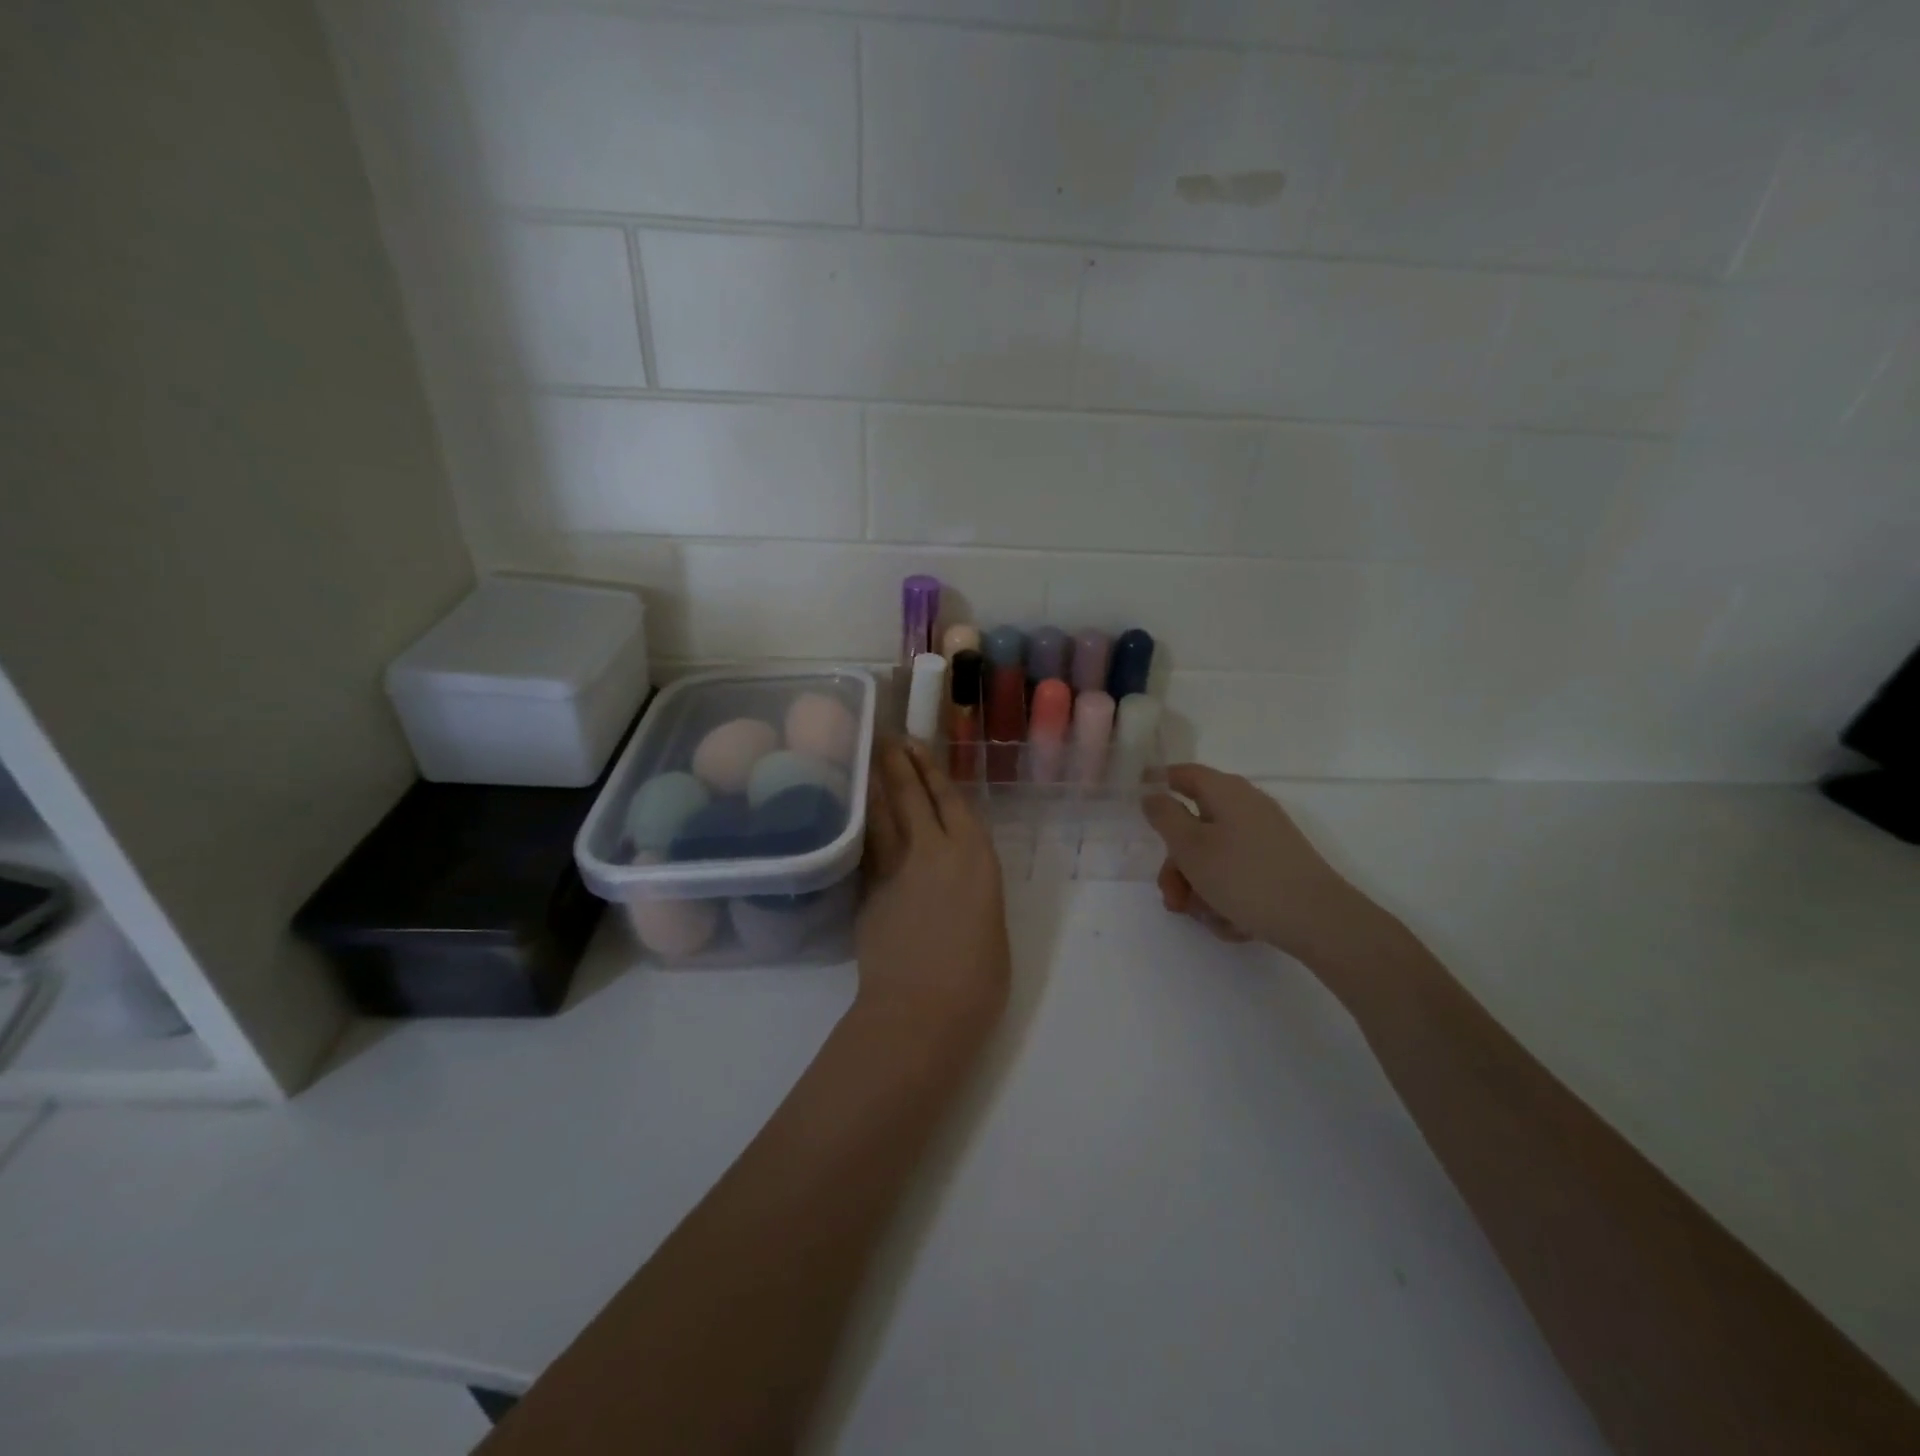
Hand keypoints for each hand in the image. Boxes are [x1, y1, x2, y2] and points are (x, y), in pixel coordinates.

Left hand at [856, 739, 1010, 1041]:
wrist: (921, 1009)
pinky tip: (858, 813)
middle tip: (886, 737)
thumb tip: (953, 877)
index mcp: (974, 856)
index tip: (918, 747)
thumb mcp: (990, 921)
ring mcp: (895, 869)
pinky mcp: (867, 891)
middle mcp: (934, 850)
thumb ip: (972, 888)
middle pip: (911, 796)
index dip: (933, 772)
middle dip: (898, 763)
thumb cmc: (977, 977)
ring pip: (883, 814)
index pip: (950, 801)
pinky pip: (866, 846)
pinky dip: (863, 824)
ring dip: (876, 784)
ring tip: (869, 759)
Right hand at [1143, 764, 1380, 965]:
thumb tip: (1152, 794)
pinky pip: (1236, 877)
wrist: (1318, 921)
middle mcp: (1246, 809)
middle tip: (1172, 896)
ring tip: (1204, 918)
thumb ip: (1164, 817)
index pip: (1183, 774)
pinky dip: (1226, 898)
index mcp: (1226, 793)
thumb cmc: (1245, 877)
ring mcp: (1264, 839)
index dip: (1157, 783)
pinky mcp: (1276, 867)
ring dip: (1199, 888)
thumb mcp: (1191, 847)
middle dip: (1177, 865)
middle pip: (1194, 826)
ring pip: (1213, 858)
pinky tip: (1232, 923)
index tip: (1135, 801)